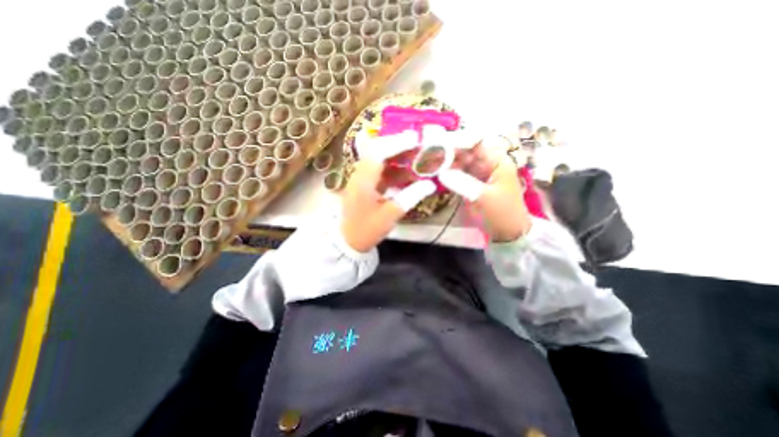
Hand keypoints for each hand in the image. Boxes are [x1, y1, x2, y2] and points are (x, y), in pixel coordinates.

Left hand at [342, 129, 436, 252]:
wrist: (348, 241)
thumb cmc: (367, 230)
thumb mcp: (391, 215)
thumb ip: (410, 197)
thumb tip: (430, 184)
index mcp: (364, 180)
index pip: (379, 152)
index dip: (397, 143)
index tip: (416, 138)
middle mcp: (360, 174)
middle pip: (376, 149)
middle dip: (397, 144)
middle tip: (418, 143)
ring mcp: (361, 177)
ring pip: (378, 158)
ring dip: (397, 155)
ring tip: (416, 154)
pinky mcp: (365, 183)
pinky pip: (380, 169)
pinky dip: (394, 168)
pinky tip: (408, 171)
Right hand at [437, 135, 529, 242]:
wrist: (508, 233)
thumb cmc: (502, 213)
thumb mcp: (483, 197)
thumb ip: (462, 183)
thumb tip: (441, 173)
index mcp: (497, 161)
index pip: (475, 143)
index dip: (457, 141)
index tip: (438, 144)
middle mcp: (487, 164)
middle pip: (465, 152)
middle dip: (447, 152)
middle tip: (428, 155)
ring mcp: (478, 174)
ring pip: (460, 163)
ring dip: (445, 163)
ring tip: (428, 163)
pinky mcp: (471, 184)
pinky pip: (458, 174)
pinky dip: (447, 174)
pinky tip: (436, 173)